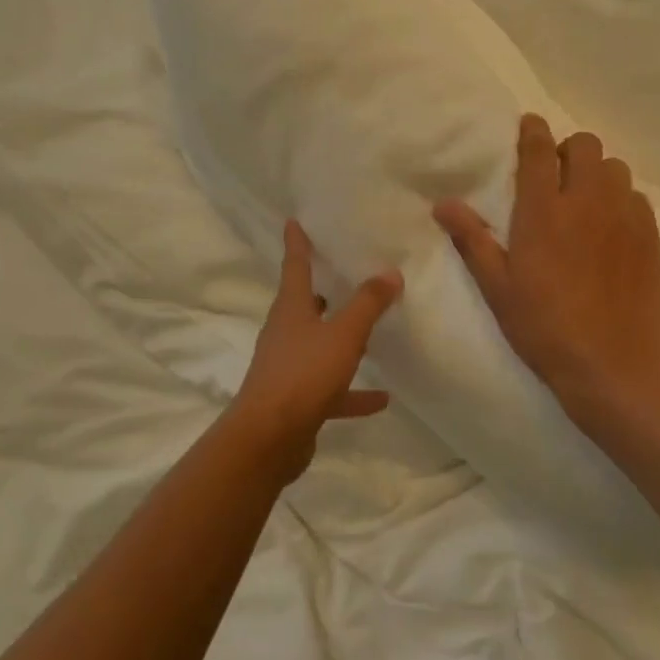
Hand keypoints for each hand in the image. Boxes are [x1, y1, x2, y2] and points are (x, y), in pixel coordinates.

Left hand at [226, 220, 399, 483]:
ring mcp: (289, 366)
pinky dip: (353, 391)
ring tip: (371, 331)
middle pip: (305, 303)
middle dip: (322, 288)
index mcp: (291, 308)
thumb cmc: (303, 374)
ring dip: (342, 339)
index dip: (296, 242)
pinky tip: (382, 397)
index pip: (294, 265)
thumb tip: (390, 271)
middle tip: (344, 271)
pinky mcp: (297, 399)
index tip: (293, 221)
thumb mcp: (343, 334)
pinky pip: (331, 388)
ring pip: (319, 344)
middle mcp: (286, 332)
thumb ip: (368, 303)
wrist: (268, 439)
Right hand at [434, 115, 659, 430]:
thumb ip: (471, 239)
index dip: (533, 130)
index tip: (529, 125)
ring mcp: (623, 216)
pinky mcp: (650, 236)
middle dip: (568, 149)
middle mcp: (586, 201)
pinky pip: (637, 196)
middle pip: (585, 145)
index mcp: (543, 210)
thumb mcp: (497, 287)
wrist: (612, 366)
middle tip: (555, 175)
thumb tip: (442, 203)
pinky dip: (621, 199)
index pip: (539, 149)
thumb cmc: (544, 326)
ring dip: (597, 172)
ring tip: (585, 199)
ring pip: (615, 167)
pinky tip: (611, 227)